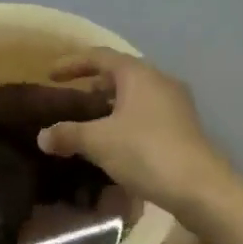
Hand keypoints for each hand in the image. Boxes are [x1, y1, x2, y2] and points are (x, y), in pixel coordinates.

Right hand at [35, 49, 234, 217]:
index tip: (51, 75)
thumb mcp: (99, 142)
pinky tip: (116, 143)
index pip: (100, 56)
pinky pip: (147, 114)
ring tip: (90, 123)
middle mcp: (160, 81)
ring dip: (111, 105)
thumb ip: (68, 134)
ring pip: (136, 96)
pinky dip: (127, 120)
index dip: (73, 63)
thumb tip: (43, 136)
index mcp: (139, 74)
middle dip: (94, 85)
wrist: (200, 187)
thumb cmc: (146, 152)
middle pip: (121, 74)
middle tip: (71, 99)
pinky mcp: (184, 127)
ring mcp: (176, 104)